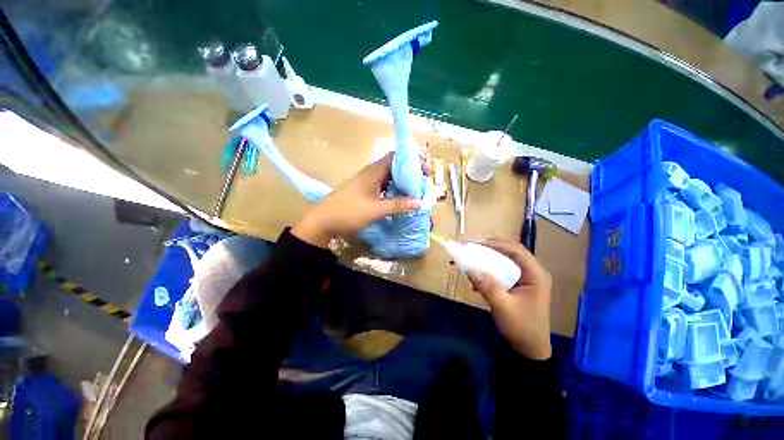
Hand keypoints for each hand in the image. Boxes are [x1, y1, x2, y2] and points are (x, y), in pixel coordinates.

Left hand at [292, 153, 421, 247]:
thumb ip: (398, 205)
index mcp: (374, 171)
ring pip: (389, 179)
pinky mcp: (364, 193)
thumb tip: (420, 202)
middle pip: (394, 168)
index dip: (412, 161)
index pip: (396, 157)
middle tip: (423, 185)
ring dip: (402, 185)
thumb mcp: (376, 209)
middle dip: (410, 175)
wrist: (323, 222)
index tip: (425, 172)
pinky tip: (400, 201)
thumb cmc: (349, 212)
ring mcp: (367, 183)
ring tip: (415, 193)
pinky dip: (393, 192)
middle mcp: (371, 174)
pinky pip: (383, 188)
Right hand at [467, 238, 552, 359]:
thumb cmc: (521, 327)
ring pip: (504, 263)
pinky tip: (477, 281)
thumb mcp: (503, 306)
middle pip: (510, 254)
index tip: (477, 243)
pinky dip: (489, 273)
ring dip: (487, 262)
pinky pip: (502, 273)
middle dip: (490, 250)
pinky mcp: (517, 287)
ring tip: (471, 263)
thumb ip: (487, 286)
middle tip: (472, 249)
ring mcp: (525, 280)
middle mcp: (532, 274)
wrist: (530, 350)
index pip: (517, 251)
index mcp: (535, 275)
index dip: (497, 244)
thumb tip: (470, 269)